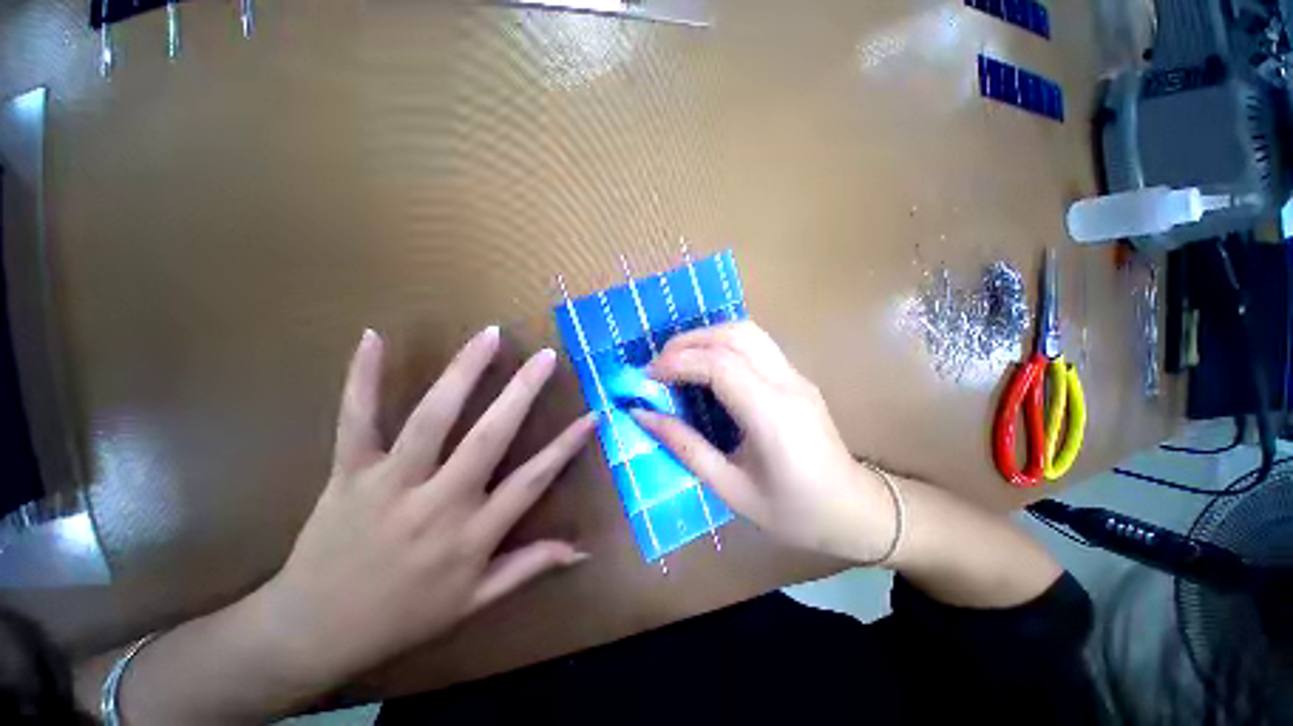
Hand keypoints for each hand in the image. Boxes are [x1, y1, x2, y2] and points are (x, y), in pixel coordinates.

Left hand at [252, 327, 594, 686]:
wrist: (313, 632)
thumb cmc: (402, 617)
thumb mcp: (474, 601)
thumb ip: (529, 567)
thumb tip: (582, 551)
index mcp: (471, 535)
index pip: (533, 481)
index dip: (566, 447)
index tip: (592, 415)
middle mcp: (438, 503)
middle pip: (489, 437)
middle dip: (522, 392)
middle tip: (546, 357)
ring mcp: (390, 484)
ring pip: (432, 418)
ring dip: (463, 372)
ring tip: (489, 336)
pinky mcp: (348, 473)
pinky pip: (356, 420)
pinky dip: (362, 378)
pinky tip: (374, 338)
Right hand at [633, 322, 895, 563]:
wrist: (855, 510)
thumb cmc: (793, 511)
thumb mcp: (730, 488)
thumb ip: (685, 446)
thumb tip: (642, 415)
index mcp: (772, 415)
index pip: (719, 365)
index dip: (678, 362)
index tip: (648, 376)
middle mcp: (786, 383)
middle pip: (734, 335)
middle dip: (689, 341)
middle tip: (659, 364)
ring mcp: (796, 375)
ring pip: (747, 331)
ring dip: (706, 336)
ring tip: (678, 360)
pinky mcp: (796, 377)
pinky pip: (755, 344)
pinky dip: (722, 344)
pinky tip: (706, 365)